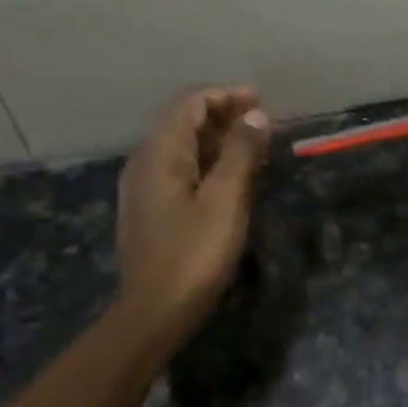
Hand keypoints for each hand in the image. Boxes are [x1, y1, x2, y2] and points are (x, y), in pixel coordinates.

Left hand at [117, 87, 271, 327]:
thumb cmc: (194, 253)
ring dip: (218, 139)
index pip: (191, 103)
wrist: (154, 311)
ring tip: (255, 146)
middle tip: (264, 122)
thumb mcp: (226, 199)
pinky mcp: (149, 208)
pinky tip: (231, 176)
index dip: (227, 95)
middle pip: (184, 121)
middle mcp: (145, 161)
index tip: (262, 101)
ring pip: (182, 146)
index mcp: (160, 153)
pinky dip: (207, 161)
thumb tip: (255, 115)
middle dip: (224, 114)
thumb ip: (241, 151)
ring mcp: (143, 186)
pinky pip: (179, 168)